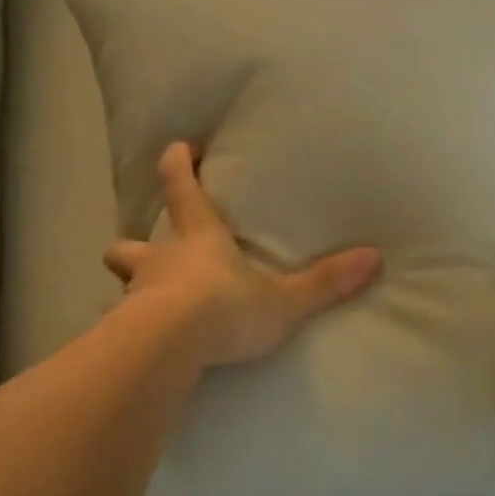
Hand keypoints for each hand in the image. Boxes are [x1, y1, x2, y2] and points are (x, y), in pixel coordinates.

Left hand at [104, 142, 382, 367]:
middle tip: (146, 252)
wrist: (169, 346)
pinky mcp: (124, 329)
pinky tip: (142, 346)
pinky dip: (128, 329)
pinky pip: (121, 324)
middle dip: (134, 244)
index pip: (181, 188)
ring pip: (122, 281)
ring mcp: (136, 294)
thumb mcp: (283, 299)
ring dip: (131, 285)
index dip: (177, 165)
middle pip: (129, 243)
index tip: (177, 149)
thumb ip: (324, 283)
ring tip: (146, 303)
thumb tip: (373, 258)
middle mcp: (160, 259)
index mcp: (198, 238)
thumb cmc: (225, 308)